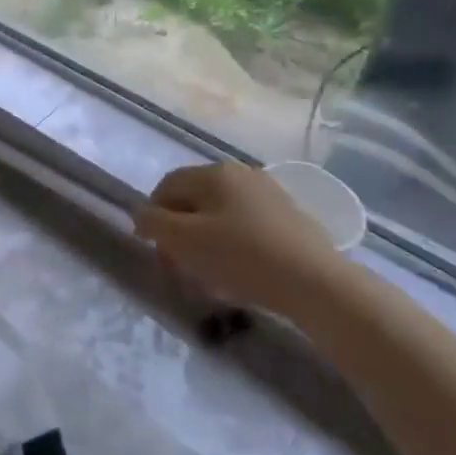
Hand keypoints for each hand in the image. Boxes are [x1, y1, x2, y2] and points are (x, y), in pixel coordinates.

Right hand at [133, 163, 343, 315]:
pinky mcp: (289, 217)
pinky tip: (237, 270)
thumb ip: (153, 223)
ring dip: (203, 239)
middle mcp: (242, 173)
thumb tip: (141, 213)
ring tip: (205, 272)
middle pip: (194, 199)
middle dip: (178, 230)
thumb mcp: (183, 241)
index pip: (167, 186)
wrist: (314, 281)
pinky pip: (245, 225)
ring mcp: (269, 193)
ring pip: (220, 213)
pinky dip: (231, 243)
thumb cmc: (240, 256)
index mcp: (214, 173)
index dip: (152, 215)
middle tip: (176, 265)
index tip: (151, 249)